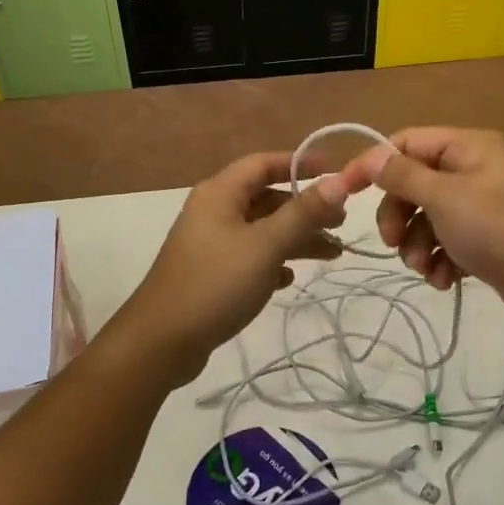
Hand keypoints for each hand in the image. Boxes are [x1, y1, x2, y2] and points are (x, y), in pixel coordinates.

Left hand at [112, 152, 360, 383]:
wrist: (162, 342)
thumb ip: (303, 213)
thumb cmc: (215, 284)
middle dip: (305, 207)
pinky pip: (250, 257)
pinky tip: (288, 280)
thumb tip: (340, 181)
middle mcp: (214, 212)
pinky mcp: (212, 274)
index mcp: (220, 194)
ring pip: (262, 230)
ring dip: (296, 238)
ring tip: (333, 253)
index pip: (263, 163)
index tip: (334, 170)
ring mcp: (211, 244)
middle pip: (266, 198)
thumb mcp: (266, 246)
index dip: (299, 163)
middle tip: (341, 222)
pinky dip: (273, 262)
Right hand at [345, 128, 503, 332]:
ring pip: (427, 218)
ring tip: (425, 268)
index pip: (406, 143)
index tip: (346, 192)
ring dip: (417, 245)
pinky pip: (447, 242)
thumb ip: (403, 175)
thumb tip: (372, 156)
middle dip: (399, 216)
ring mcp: (480, 206)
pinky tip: (445, 280)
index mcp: (467, 146)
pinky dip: (440, 261)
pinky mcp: (485, 240)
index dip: (374, 165)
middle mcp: (473, 169)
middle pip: (414, 184)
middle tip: (391, 243)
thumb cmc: (497, 228)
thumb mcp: (443, 197)